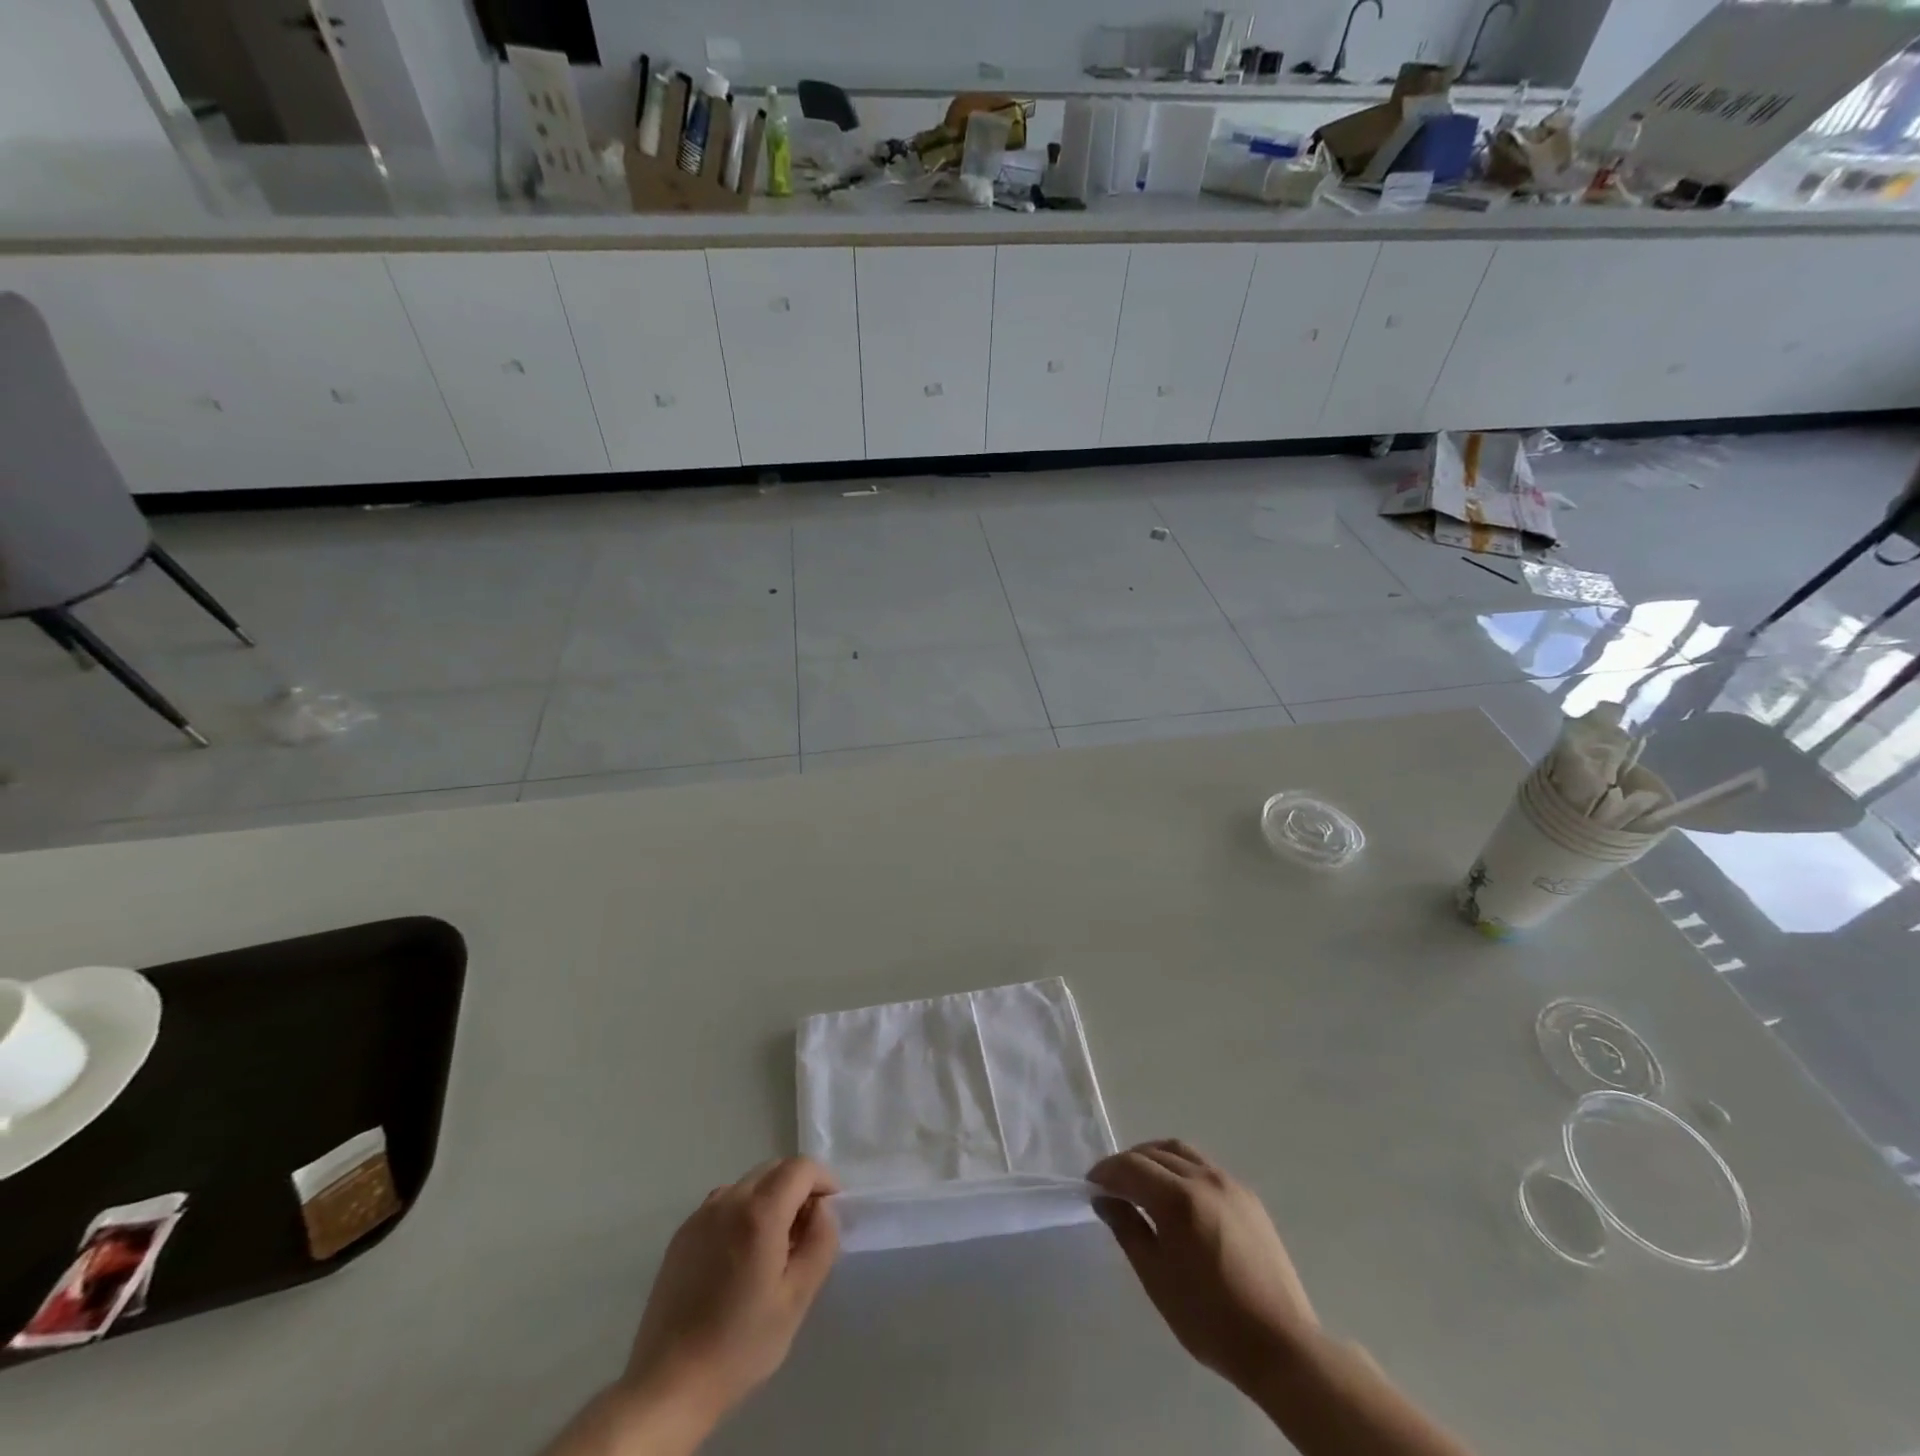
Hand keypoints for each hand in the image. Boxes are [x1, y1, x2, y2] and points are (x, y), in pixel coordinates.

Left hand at [621, 1158, 840, 1433]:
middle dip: (798, 1187)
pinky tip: (742, 1256)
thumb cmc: (740, 1345)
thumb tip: (822, 1210)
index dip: (823, 1180)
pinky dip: (744, 1211)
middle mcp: (728, 1200)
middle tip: (807, 1230)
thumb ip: (820, 1243)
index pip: (801, 1168)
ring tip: (775, 1245)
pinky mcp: (682, 1234)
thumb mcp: (796, 1299)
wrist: (668, 1386)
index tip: (832, 1210)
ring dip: (771, 1198)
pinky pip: (724, 1203)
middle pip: (774, 1169)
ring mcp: (700, 1215)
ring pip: (748, 1183)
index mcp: (759, 1213)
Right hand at [1089, 1140, 1318, 1395]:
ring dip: (1154, 1159)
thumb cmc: (1210, 1319)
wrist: (1281, 1346)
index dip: (1106, 1172)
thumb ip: (1128, 1230)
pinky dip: (1180, 1169)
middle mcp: (1204, 1178)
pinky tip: (1176, 1197)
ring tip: (1141, 1184)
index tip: (1090, 1185)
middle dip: (1128, 1164)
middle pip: (1155, 1153)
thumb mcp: (1157, 1278)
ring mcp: (1230, 1184)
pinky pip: (1204, 1167)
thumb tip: (1104, 1199)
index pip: (1131, 1167)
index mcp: (1179, 1198)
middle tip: (1111, 1186)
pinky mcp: (1248, 1197)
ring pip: (1181, 1153)